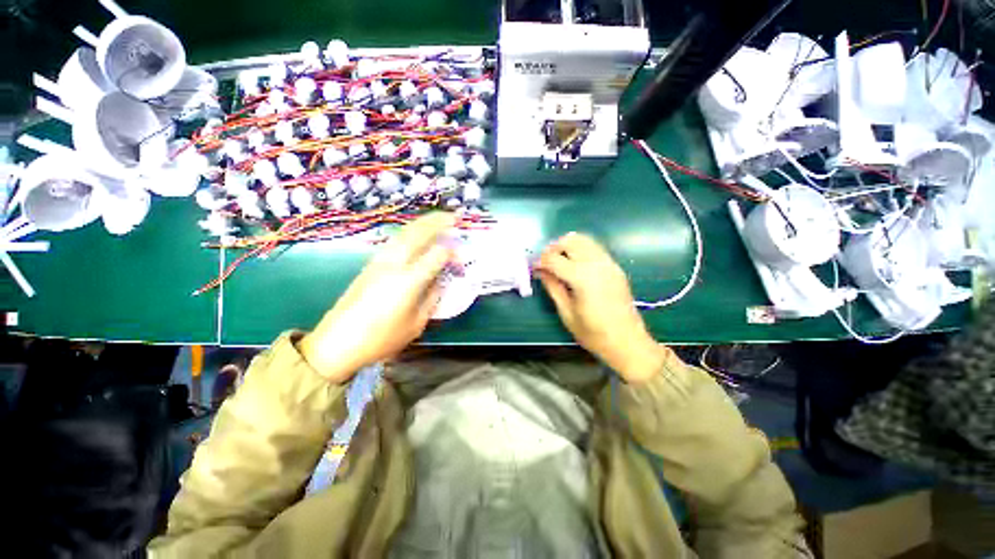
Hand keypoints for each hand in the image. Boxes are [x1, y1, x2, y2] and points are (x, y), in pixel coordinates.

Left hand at [300, 213, 454, 381]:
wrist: (336, 343)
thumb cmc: (381, 339)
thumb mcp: (416, 324)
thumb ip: (432, 298)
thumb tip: (440, 281)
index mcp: (409, 280)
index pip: (437, 255)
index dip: (452, 253)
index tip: (461, 258)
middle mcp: (394, 264)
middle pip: (418, 234)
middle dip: (438, 222)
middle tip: (453, 217)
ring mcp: (379, 261)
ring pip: (404, 233)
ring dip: (422, 223)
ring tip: (437, 219)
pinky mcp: (370, 264)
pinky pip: (394, 240)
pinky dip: (409, 232)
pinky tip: (415, 235)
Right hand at [536, 232, 667, 382]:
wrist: (628, 342)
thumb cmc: (594, 334)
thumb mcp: (567, 313)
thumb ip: (553, 287)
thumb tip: (540, 271)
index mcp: (582, 278)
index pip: (554, 258)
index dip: (540, 261)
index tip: (533, 268)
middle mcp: (596, 264)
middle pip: (570, 241)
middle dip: (553, 248)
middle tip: (545, 263)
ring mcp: (608, 263)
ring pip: (584, 239)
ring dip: (567, 246)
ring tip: (558, 262)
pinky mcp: (615, 266)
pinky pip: (594, 248)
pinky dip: (580, 249)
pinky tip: (574, 265)